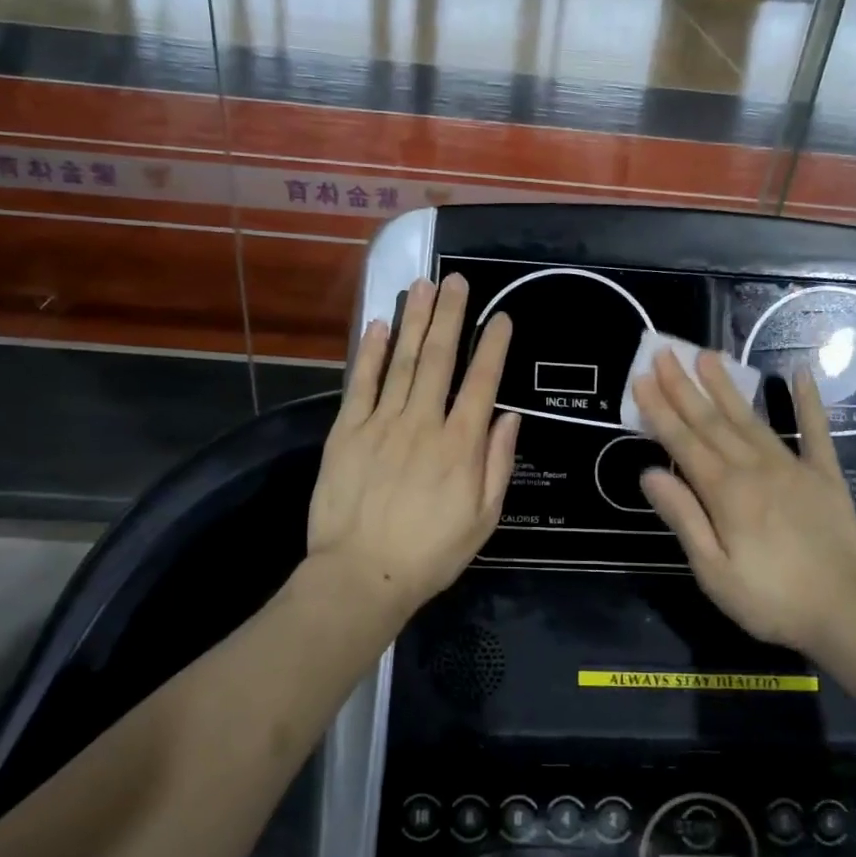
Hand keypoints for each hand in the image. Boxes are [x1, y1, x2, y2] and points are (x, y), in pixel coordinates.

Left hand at [307, 274, 519, 623]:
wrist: (361, 575)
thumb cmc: (430, 553)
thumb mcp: (483, 518)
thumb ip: (497, 464)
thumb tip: (508, 417)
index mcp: (460, 446)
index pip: (481, 383)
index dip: (493, 347)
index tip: (500, 317)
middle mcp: (423, 423)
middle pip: (440, 359)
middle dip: (451, 316)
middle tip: (457, 280)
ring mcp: (381, 424)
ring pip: (403, 362)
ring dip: (416, 321)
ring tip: (425, 286)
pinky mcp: (347, 432)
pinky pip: (362, 383)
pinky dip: (372, 352)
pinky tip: (381, 324)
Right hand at [630, 349, 855, 704]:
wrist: (850, 613)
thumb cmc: (772, 600)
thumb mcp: (714, 572)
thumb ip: (683, 518)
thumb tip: (649, 474)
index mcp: (726, 492)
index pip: (683, 442)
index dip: (659, 410)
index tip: (641, 379)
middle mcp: (755, 468)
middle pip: (712, 421)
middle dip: (684, 386)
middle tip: (665, 353)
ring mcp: (793, 467)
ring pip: (751, 419)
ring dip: (727, 386)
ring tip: (709, 355)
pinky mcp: (825, 476)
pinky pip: (816, 431)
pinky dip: (808, 402)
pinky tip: (801, 375)